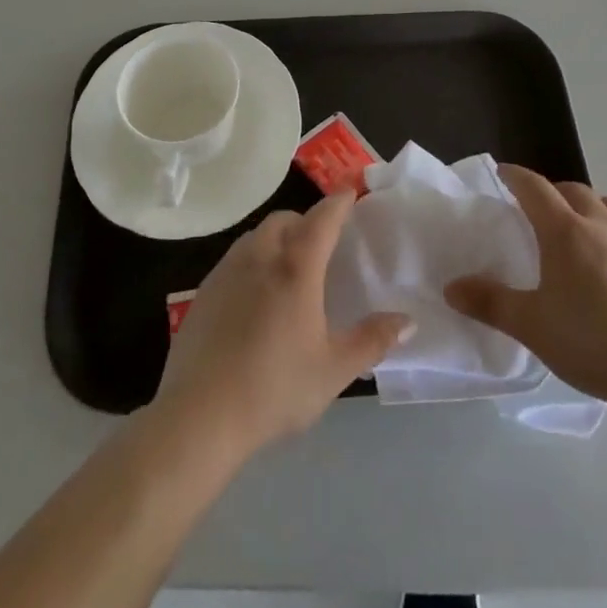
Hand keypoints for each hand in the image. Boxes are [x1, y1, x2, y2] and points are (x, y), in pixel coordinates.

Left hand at [153, 192, 409, 460]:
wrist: (199, 415)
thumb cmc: (274, 388)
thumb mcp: (334, 370)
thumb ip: (372, 341)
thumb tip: (407, 320)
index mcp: (296, 268)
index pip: (322, 219)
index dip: (338, 203)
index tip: (350, 192)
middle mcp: (260, 257)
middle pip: (284, 220)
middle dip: (305, 220)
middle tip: (322, 241)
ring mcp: (227, 271)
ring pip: (256, 236)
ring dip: (277, 237)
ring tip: (290, 266)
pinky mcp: (204, 291)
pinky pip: (234, 259)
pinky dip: (253, 260)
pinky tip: (256, 295)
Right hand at [445, 165, 606, 412]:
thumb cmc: (592, 342)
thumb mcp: (531, 326)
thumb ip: (490, 303)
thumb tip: (451, 287)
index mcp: (565, 232)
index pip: (535, 187)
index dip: (516, 176)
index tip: (503, 172)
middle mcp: (602, 226)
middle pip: (574, 190)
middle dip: (552, 191)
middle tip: (537, 208)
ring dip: (590, 206)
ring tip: (580, 229)